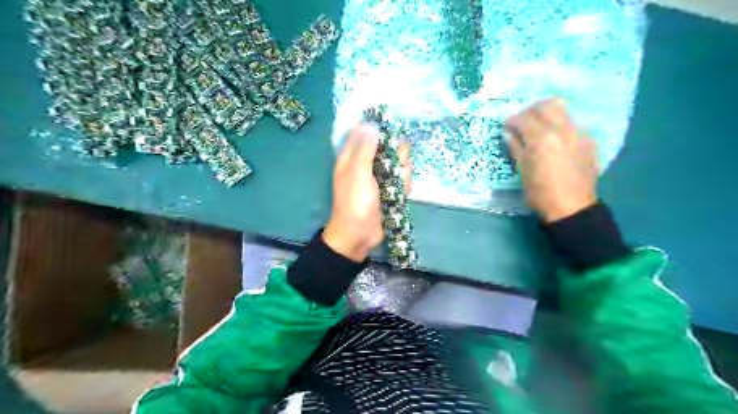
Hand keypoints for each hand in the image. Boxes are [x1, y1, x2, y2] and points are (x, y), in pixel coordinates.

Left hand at [323, 122, 411, 263]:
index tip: (393, 130)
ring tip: (399, 183)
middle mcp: (367, 164)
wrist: (359, 235)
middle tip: (398, 163)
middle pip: (388, 147)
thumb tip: (371, 124)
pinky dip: (405, 185)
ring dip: (403, 171)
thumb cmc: (354, 202)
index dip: (379, 129)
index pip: (366, 133)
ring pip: (398, 164)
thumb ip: (365, 149)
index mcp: (353, 157)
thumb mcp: (358, 173)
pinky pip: (402, 180)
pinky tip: (403, 192)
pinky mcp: (390, 191)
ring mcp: (379, 178)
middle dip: (398, 154)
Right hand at [509, 97, 598, 223]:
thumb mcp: (522, 171)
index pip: (524, 118)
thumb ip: (516, 147)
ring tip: (538, 128)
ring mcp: (578, 134)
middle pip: (547, 105)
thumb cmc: (540, 193)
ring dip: (547, 115)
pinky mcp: (588, 141)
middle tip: (522, 122)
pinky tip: (554, 140)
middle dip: (531, 110)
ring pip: (563, 111)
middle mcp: (562, 130)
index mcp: (542, 139)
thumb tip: (509, 133)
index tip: (506, 126)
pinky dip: (559, 125)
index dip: (512, 120)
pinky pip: (572, 123)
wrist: (572, 208)